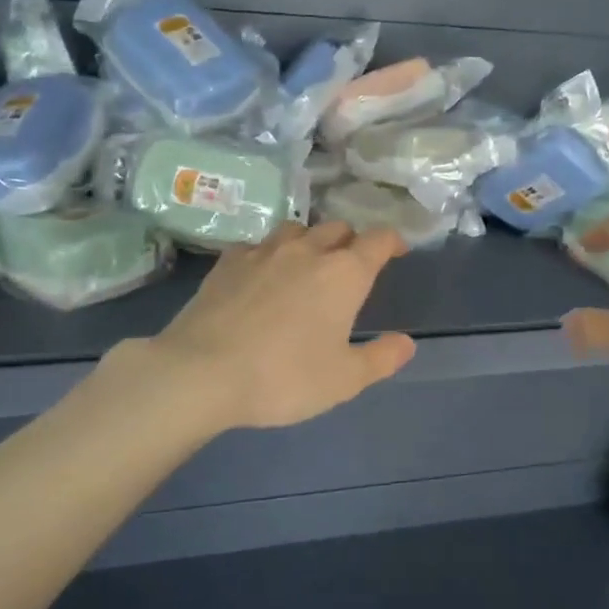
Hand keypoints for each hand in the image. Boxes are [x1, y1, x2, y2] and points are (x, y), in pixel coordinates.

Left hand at [147, 222, 416, 429]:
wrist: (202, 372)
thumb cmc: (284, 377)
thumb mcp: (344, 380)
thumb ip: (381, 358)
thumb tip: (407, 342)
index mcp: (343, 274)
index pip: (378, 240)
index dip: (392, 241)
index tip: (397, 251)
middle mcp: (307, 251)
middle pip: (337, 228)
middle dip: (350, 241)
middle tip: (351, 266)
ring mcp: (263, 252)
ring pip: (296, 230)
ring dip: (309, 241)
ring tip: (307, 264)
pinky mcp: (227, 262)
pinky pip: (257, 245)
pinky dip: (268, 254)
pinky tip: (261, 274)